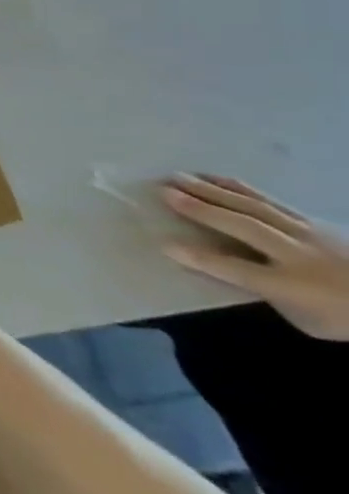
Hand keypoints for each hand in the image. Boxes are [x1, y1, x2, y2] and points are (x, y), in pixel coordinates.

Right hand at [162, 173, 348, 339]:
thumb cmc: (342, 314)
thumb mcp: (306, 318)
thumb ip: (268, 292)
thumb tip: (229, 268)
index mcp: (295, 284)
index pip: (238, 270)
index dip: (201, 258)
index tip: (164, 245)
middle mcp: (301, 254)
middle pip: (245, 227)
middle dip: (202, 208)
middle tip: (162, 189)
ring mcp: (312, 234)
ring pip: (257, 207)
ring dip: (215, 190)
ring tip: (181, 175)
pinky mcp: (318, 222)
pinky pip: (275, 202)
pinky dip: (244, 189)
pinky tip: (223, 179)